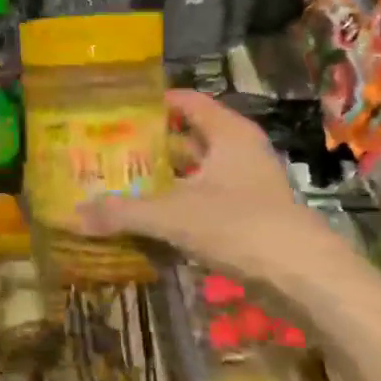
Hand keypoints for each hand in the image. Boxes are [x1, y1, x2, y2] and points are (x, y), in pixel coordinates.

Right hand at [75, 90, 377, 301]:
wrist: (307, 279)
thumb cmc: (240, 226)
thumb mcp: (173, 216)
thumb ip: (123, 213)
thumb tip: (74, 214)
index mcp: (227, 133)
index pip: (185, 101)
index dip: (152, 102)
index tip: (115, 109)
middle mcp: (238, 151)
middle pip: (187, 136)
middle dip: (150, 143)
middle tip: (109, 148)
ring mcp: (247, 185)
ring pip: (196, 171)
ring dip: (163, 177)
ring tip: (120, 181)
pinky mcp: (250, 216)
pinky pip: (204, 199)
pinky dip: (178, 203)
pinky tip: (149, 216)